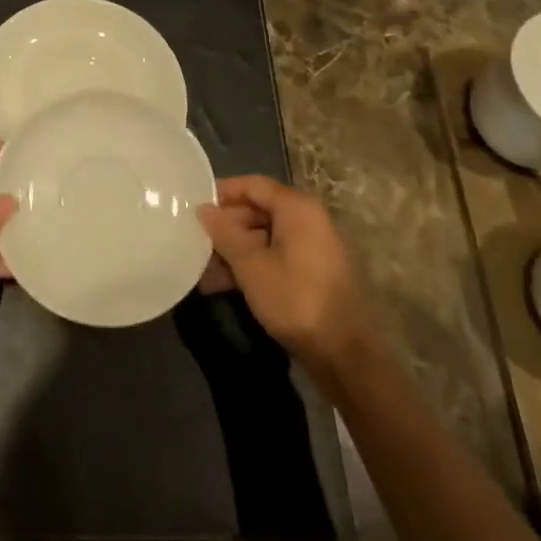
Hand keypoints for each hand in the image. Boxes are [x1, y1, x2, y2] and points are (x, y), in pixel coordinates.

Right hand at [196, 176, 372, 365]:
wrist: (345, 355)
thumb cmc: (295, 299)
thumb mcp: (251, 265)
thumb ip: (224, 233)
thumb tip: (203, 208)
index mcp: (297, 208)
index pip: (253, 185)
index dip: (222, 192)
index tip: (194, 206)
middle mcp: (308, 220)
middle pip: (258, 210)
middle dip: (226, 227)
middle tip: (196, 242)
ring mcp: (313, 247)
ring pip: (265, 237)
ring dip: (235, 250)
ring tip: (204, 270)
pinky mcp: (314, 273)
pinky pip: (276, 256)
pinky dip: (252, 265)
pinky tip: (225, 285)